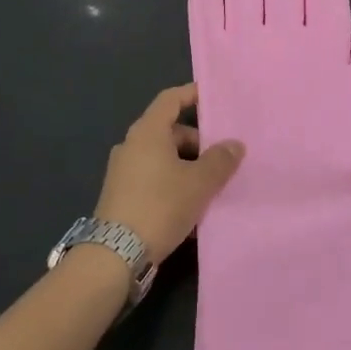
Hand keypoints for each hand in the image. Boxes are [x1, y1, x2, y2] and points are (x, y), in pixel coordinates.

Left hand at [95, 84, 244, 264]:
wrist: (115, 255)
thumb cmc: (160, 206)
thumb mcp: (199, 183)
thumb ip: (220, 160)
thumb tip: (234, 144)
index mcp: (147, 132)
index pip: (171, 99)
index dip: (192, 94)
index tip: (214, 99)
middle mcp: (132, 145)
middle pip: (170, 131)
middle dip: (198, 142)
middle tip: (224, 158)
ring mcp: (123, 171)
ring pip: (164, 158)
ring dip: (188, 168)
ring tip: (213, 187)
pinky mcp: (122, 195)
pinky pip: (154, 179)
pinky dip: (174, 185)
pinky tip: (193, 209)